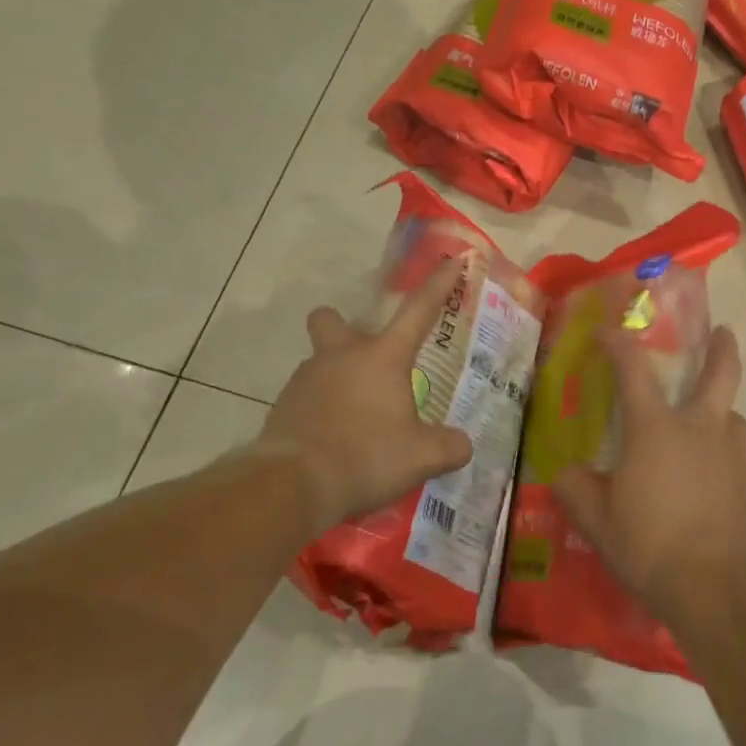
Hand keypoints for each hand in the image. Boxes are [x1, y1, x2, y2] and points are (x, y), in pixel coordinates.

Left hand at [259, 257, 474, 533]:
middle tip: (366, 359)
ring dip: (337, 379)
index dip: (439, 285)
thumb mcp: (421, 457)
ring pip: (319, 362)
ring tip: (357, 421)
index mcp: (382, 357)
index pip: (419, 311)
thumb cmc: (366, 457)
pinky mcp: (283, 407)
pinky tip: (334, 442)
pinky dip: (321, 412)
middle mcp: (341, 356)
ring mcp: (306, 379)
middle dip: (345, 328)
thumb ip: (449, 447)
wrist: (292, 485)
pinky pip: (307, 398)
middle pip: (333, 320)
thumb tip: (462, 445)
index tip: (452, 260)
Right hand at [553, 324, 745, 627]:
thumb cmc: (650, 546)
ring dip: (721, 413)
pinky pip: (738, 462)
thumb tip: (565, 473)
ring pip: (733, 419)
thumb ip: (575, 490)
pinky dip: (724, 463)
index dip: (618, 343)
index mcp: (655, 429)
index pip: (633, 369)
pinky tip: (713, 489)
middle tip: (723, 332)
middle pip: (720, 374)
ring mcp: (733, 458)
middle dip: (722, 348)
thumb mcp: (596, 521)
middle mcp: (700, 431)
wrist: (720, 592)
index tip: (607, 331)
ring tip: (708, 428)